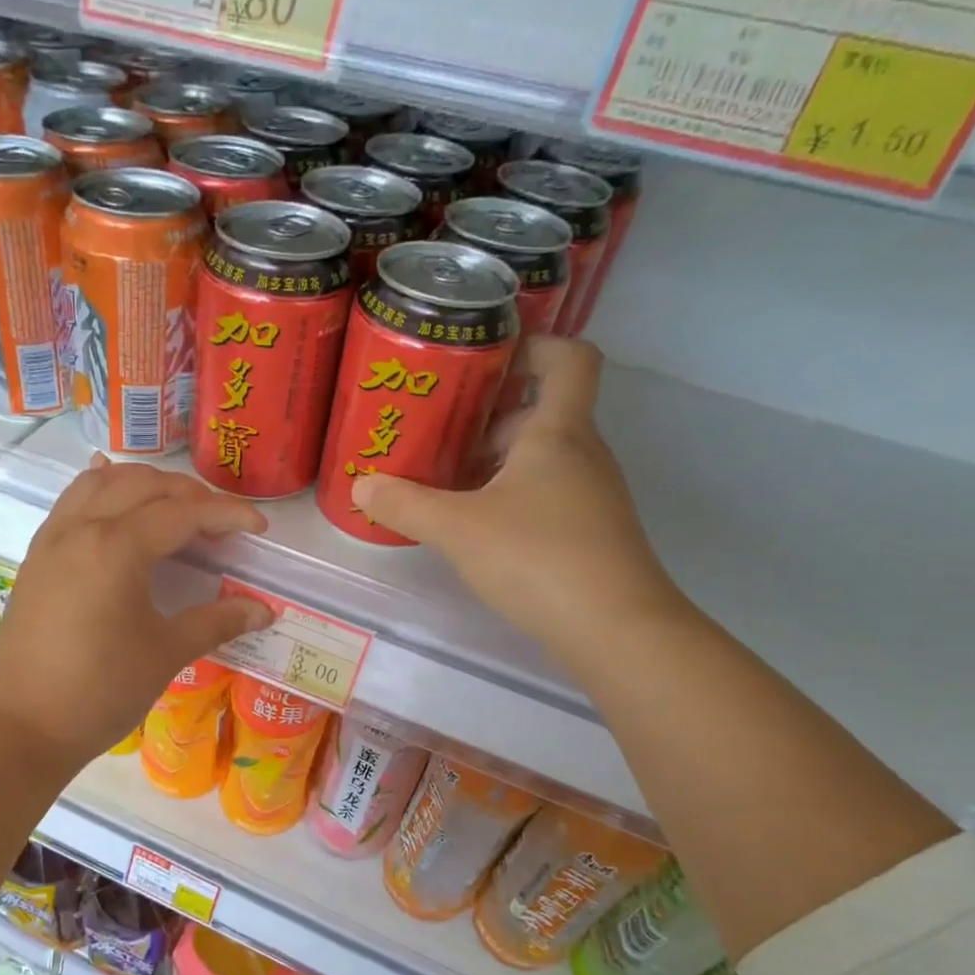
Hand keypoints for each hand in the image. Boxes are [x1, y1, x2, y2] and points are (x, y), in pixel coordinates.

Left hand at [0, 459, 273, 773]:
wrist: (24, 727)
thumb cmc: (101, 691)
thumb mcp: (166, 654)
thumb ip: (216, 622)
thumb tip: (263, 610)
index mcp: (116, 547)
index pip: (181, 513)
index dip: (226, 515)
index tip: (258, 528)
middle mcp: (80, 528)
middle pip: (142, 486)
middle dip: (188, 495)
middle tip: (220, 523)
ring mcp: (51, 540)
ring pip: (101, 485)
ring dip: (143, 486)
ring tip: (174, 509)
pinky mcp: (36, 558)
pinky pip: (71, 503)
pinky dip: (103, 493)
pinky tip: (116, 503)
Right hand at [352, 338, 682, 660]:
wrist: (614, 629)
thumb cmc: (537, 558)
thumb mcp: (458, 528)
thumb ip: (406, 505)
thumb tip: (361, 485)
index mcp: (558, 432)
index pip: (568, 358)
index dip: (533, 345)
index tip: (486, 359)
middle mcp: (582, 454)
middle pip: (540, 414)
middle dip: (488, 420)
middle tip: (437, 437)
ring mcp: (591, 496)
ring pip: (540, 460)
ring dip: (494, 465)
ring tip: (444, 487)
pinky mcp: (589, 534)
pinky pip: (546, 497)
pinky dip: (510, 500)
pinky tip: (475, 531)